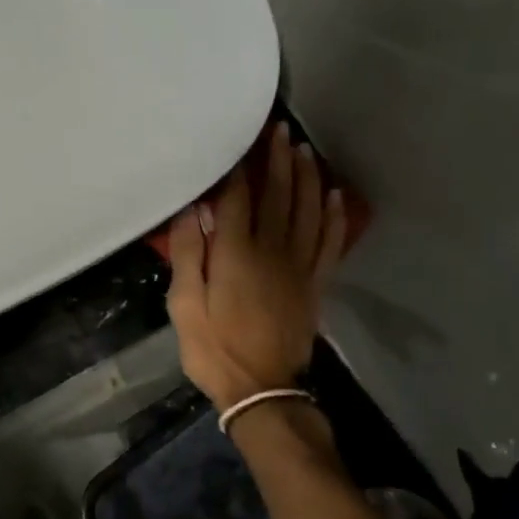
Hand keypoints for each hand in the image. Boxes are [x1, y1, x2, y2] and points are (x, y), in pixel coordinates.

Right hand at [167, 123, 348, 409]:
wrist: (261, 389)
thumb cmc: (214, 347)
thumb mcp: (184, 304)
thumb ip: (187, 253)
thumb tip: (191, 210)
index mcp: (235, 253)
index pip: (238, 198)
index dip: (239, 167)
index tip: (240, 140)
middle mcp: (272, 250)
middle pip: (278, 195)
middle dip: (278, 160)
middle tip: (281, 129)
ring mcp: (299, 266)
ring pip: (307, 211)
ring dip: (307, 178)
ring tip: (304, 150)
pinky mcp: (315, 284)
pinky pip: (329, 242)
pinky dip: (333, 216)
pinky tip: (334, 195)